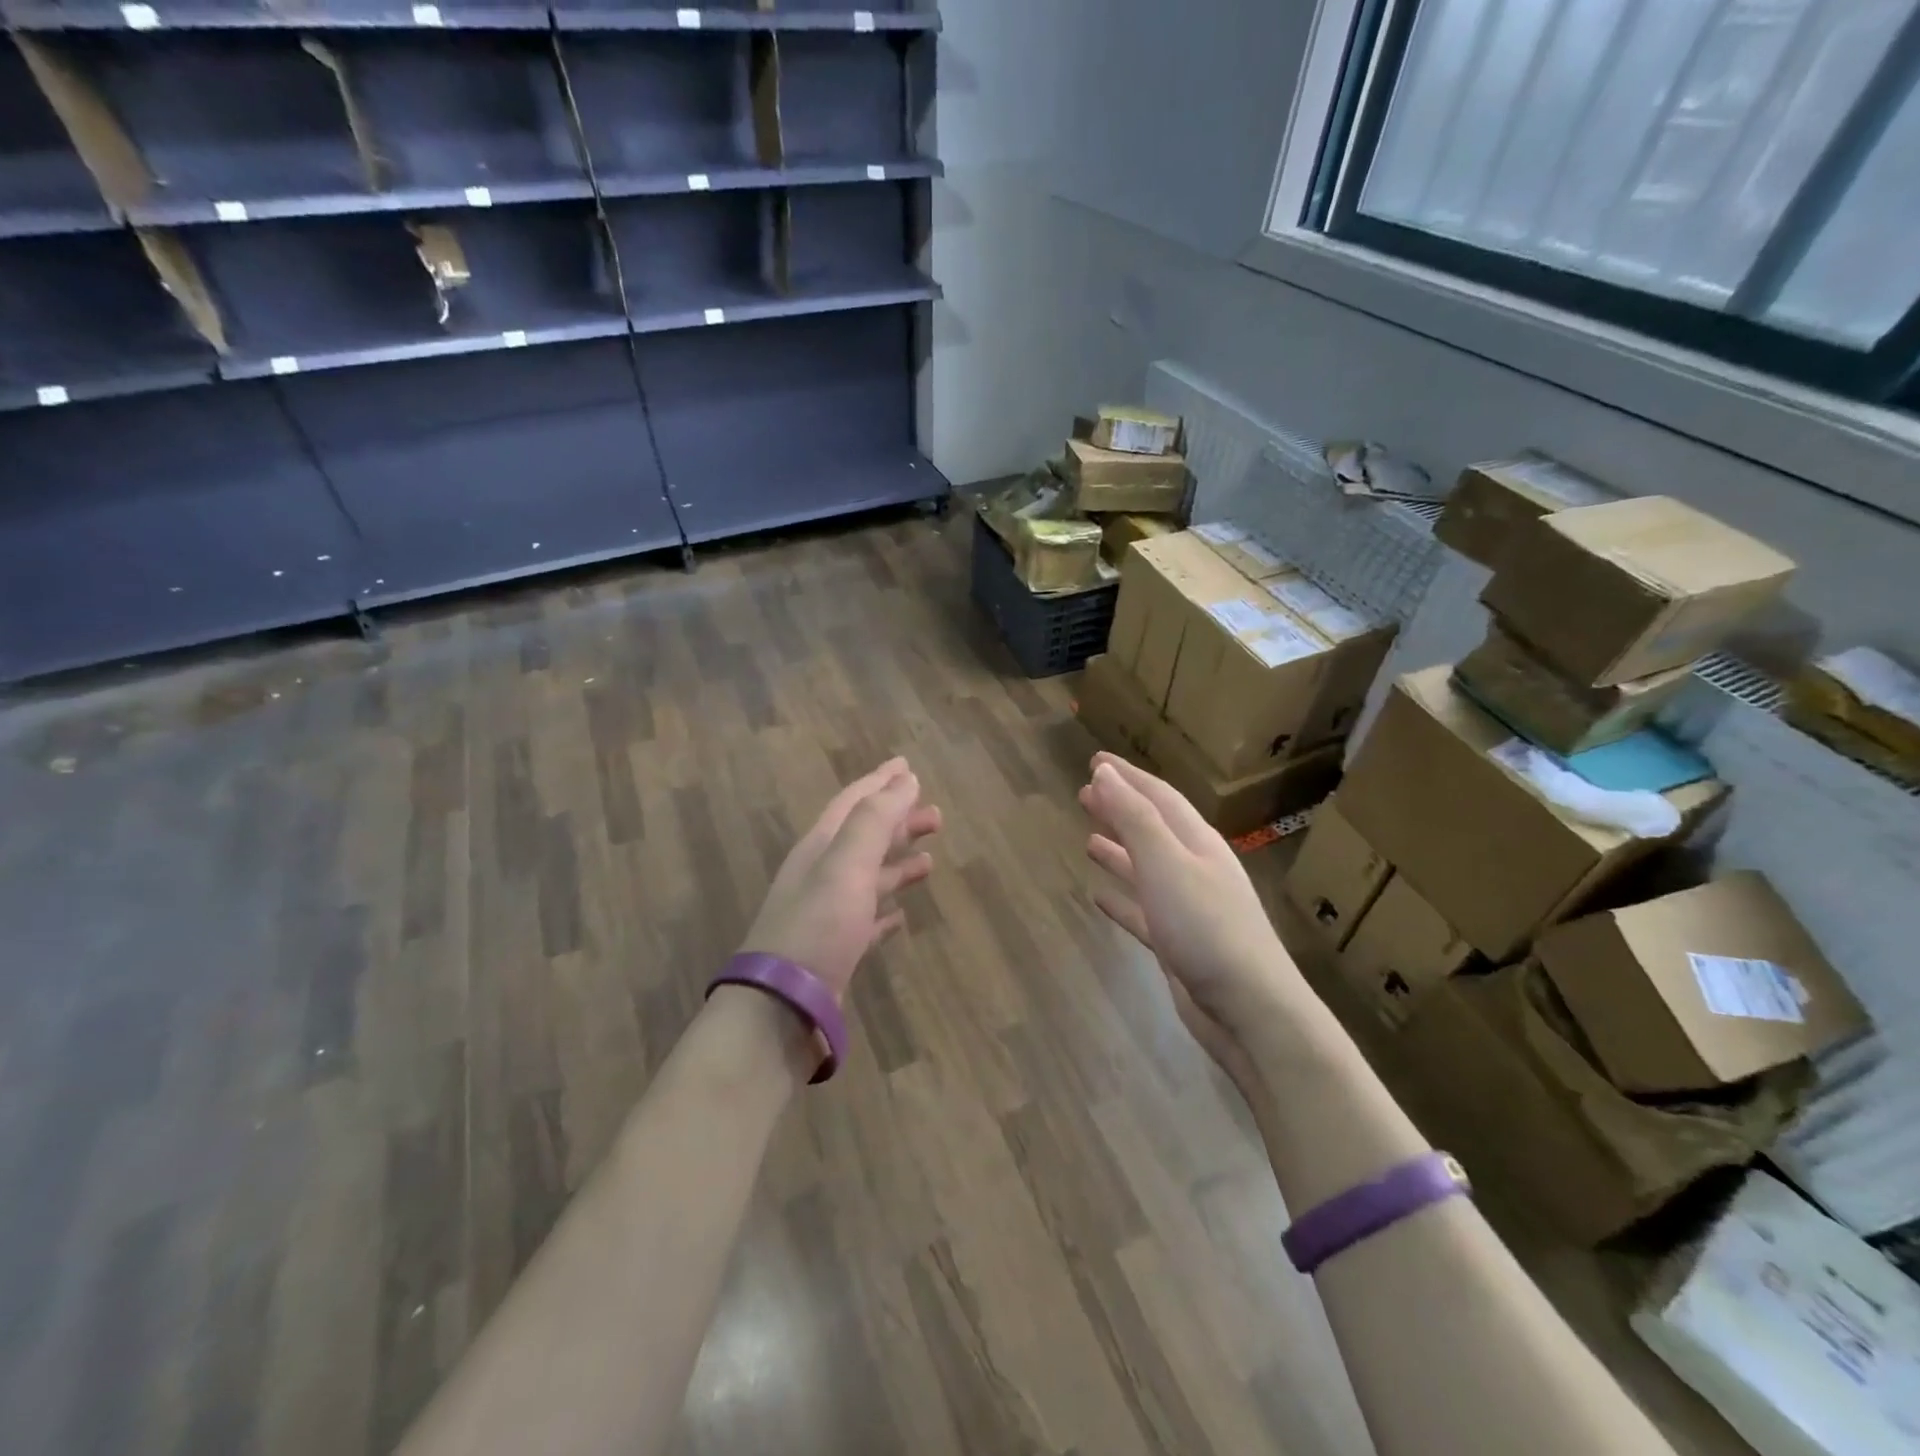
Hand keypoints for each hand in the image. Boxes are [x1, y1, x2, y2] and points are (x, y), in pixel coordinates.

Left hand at [741, 758, 940, 1000]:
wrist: (782, 1006)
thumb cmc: (817, 926)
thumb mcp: (846, 864)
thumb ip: (875, 820)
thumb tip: (905, 779)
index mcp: (820, 848)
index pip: (853, 803)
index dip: (881, 782)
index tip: (908, 766)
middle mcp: (821, 875)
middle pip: (864, 838)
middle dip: (898, 822)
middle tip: (937, 815)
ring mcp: (827, 915)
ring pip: (869, 878)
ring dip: (898, 864)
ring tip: (931, 859)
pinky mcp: (836, 951)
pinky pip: (867, 921)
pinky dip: (886, 912)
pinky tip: (902, 917)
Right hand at [1080, 753, 1304, 1079]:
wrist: (1250, 1010)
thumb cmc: (1207, 928)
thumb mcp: (1167, 864)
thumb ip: (1135, 819)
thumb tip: (1104, 774)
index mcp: (1197, 843)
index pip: (1158, 797)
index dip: (1126, 777)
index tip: (1095, 761)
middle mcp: (1195, 869)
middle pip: (1152, 829)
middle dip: (1120, 808)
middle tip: (1084, 793)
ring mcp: (1189, 908)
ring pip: (1146, 869)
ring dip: (1119, 851)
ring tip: (1088, 839)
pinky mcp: (1179, 944)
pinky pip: (1143, 911)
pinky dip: (1121, 899)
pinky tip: (1098, 897)